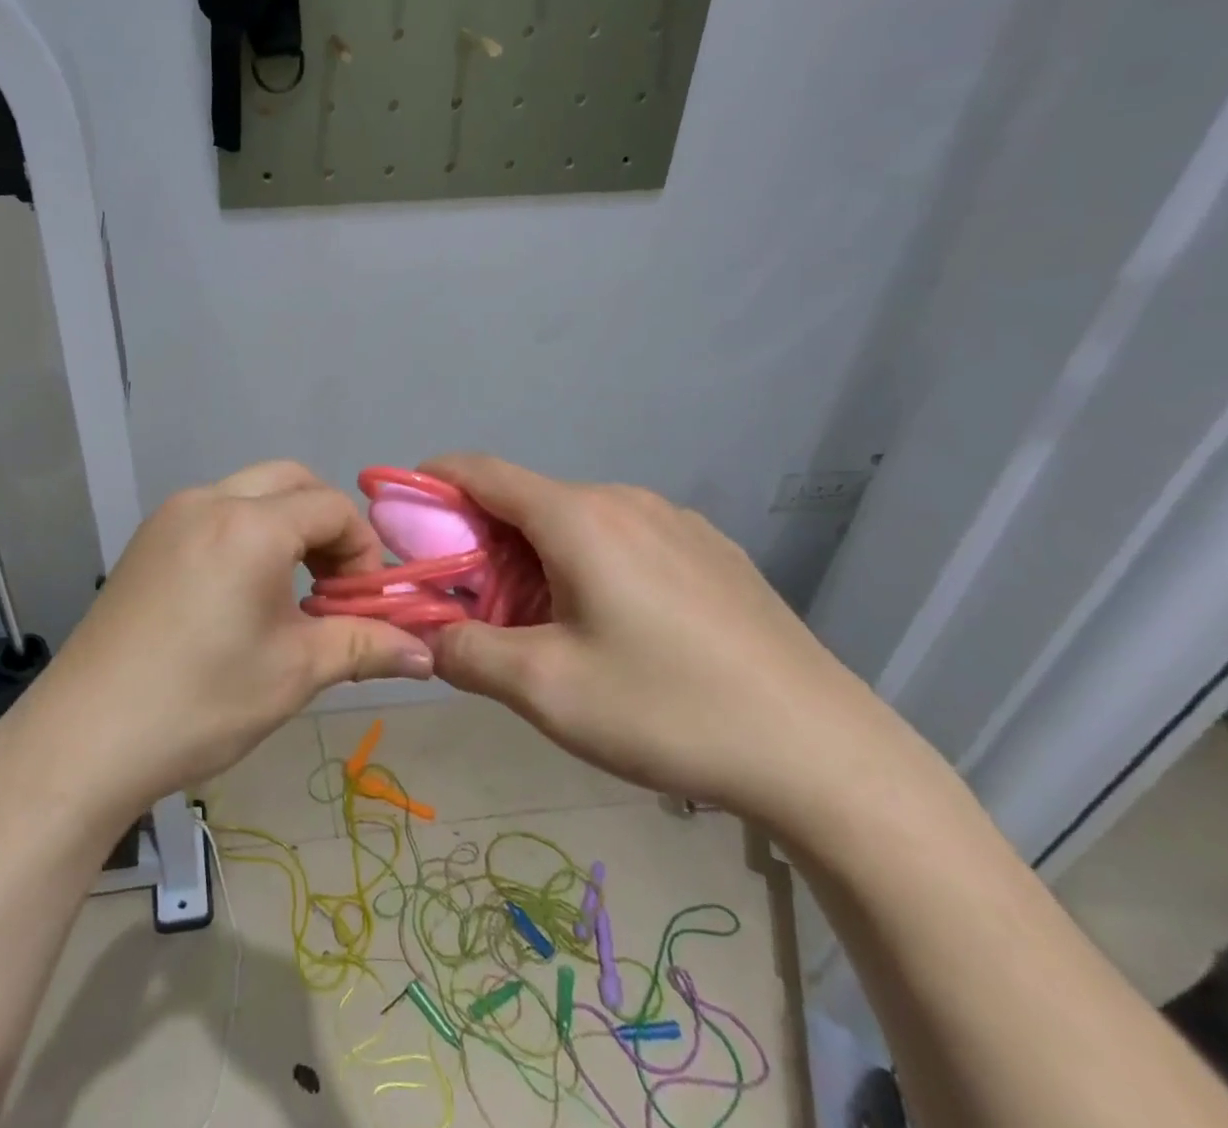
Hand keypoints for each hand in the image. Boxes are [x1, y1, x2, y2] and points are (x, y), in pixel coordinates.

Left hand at [19, 461, 433, 811]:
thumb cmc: (201, 702)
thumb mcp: (295, 672)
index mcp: (249, 524)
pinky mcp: (147, 539)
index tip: (362, 605)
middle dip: (326, 526)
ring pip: (249, 493)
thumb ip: (366, 646)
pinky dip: (246, 535)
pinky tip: (240, 595)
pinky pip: (214, 514)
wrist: (85, 738)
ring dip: (285, 528)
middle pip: (291, 482)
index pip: (332, 507)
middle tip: (331, 587)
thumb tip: (428, 654)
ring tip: (289, 594)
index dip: (363, 551)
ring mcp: (170, 516)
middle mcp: (208, 500)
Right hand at [422, 454, 899, 831]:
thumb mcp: (544, 690)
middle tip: (471, 601)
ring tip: (545, 624)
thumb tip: (427, 634)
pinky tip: (615, 628)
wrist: (826, 757)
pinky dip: (588, 564)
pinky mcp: (712, 552)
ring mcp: (677, 522)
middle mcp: (626, 501)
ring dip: (536, 556)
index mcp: (579, 517)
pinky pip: (625, 540)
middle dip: (482, 540)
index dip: (431, 481)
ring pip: (576, 523)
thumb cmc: (667, 710)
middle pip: (526, 501)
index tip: (400, 513)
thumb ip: (464, 651)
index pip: (481, 470)